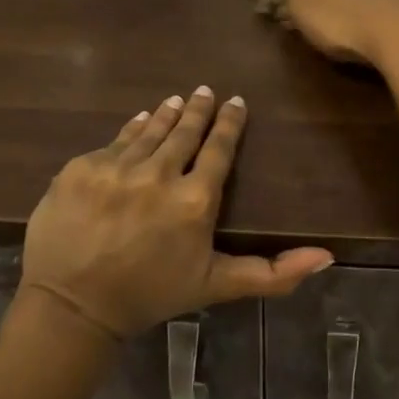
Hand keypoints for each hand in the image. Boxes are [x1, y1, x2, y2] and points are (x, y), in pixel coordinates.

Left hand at [19, 88, 333, 339]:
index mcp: (194, 199)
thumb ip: (273, 273)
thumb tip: (328, 256)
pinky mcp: (81, 167)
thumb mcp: (216, 286)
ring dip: (166, 113)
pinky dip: (131, 129)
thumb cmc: (150, 296)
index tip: (235, 101)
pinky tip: (140, 120)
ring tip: (176, 99)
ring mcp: (116, 167)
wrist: (71, 308)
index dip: (229, 123)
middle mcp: (158, 174)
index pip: (218, 149)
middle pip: (184, 131)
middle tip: (204, 90)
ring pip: (149, 130)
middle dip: (197, 109)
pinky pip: (114, 140)